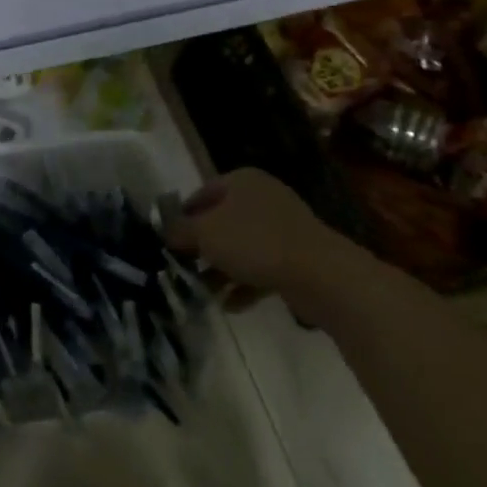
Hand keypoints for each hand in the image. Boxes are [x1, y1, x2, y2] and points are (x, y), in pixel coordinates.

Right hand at [165, 167, 363, 320]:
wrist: (320, 274)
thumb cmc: (254, 242)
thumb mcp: (205, 234)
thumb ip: (180, 231)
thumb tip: (165, 232)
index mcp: (241, 181)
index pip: (200, 194)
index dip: (182, 218)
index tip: (168, 242)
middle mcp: (262, 197)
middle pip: (221, 221)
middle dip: (202, 248)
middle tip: (183, 269)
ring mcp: (283, 227)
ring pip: (241, 247)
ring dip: (221, 270)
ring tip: (203, 293)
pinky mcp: (297, 256)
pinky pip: (262, 266)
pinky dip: (245, 284)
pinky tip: (230, 305)